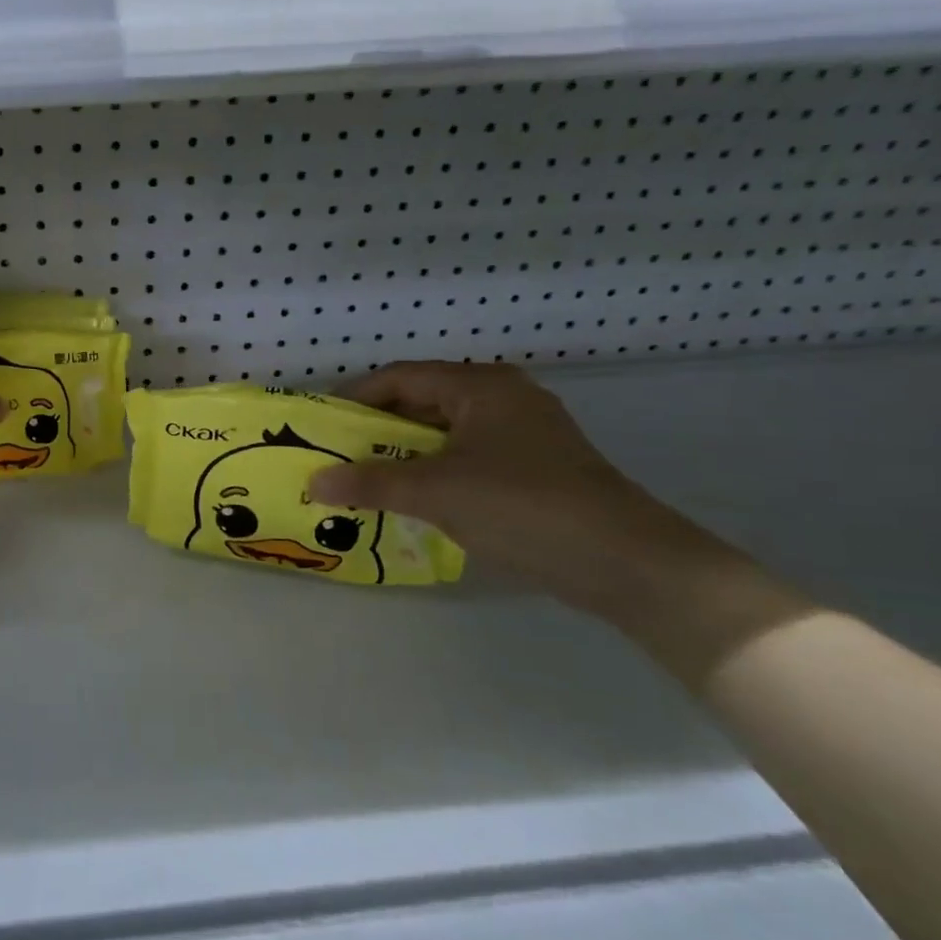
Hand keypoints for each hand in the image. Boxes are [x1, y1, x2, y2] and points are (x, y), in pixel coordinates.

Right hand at [309, 362, 734, 614]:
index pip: (401, 377)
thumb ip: (369, 483)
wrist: (627, 563)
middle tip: (339, 455)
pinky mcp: (536, 467)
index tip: (322, 425)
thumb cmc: (523, 507)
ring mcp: (524, 433)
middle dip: (377, 428)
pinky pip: (468, 457)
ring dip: (404, 453)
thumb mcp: (435, 492)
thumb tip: (313, 482)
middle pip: (422, 402)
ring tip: (367, 479)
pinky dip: (434, 471)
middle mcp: (503, 398)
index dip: (356, 398)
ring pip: (445, 432)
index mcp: (480, 386)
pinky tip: (414, 499)